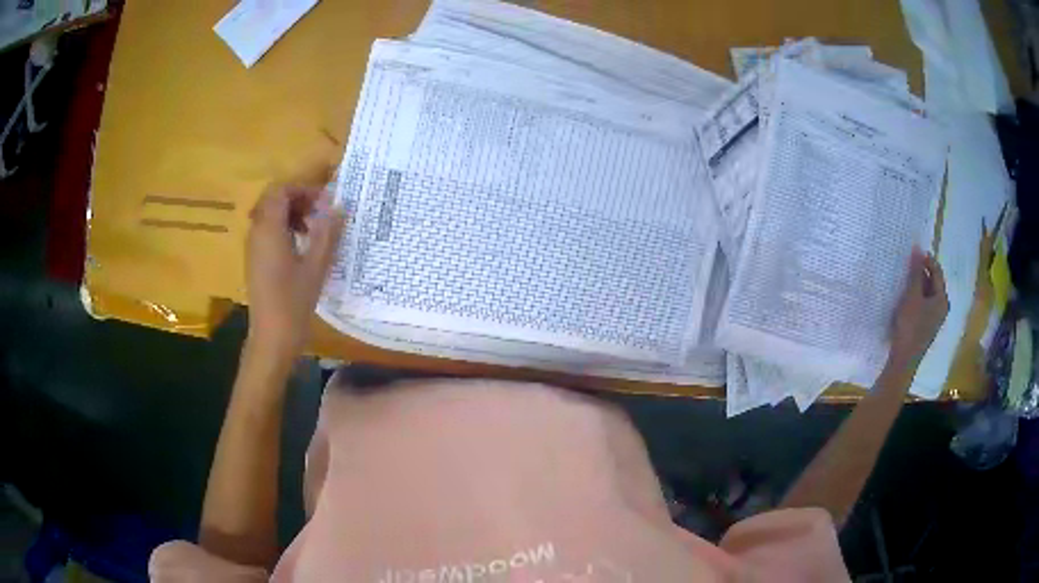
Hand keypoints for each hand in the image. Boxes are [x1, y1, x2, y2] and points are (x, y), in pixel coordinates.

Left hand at [246, 180, 344, 358]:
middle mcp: (257, 233)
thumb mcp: (316, 267)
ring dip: (292, 213)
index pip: (281, 191)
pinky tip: (302, 247)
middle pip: (273, 199)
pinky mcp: (255, 260)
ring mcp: (253, 247)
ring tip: (314, 229)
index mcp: (269, 230)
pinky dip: (285, 228)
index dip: (303, 189)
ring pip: (269, 215)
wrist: (271, 338)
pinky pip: (268, 231)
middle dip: (298, 199)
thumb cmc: (293, 302)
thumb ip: (327, 233)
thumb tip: (338, 206)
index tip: (325, 202)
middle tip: (320, 212)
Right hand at [888, 246, 948, 373]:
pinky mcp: (926, 326)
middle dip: (922, 272)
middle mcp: (942, 307)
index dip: (926, 259)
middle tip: (908, 265)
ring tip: (905, 280)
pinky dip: (917, 297)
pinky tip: (906, 298)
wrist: (904, 360)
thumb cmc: (910, 326)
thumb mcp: (912, 296)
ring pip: (928, 294)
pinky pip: (924, 304)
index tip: (913, 252)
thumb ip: (916, 273)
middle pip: (934, 282)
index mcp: (942, 299)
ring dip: (918, 285)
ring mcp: (935, 318)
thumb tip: (918, 249)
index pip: (937, 271)